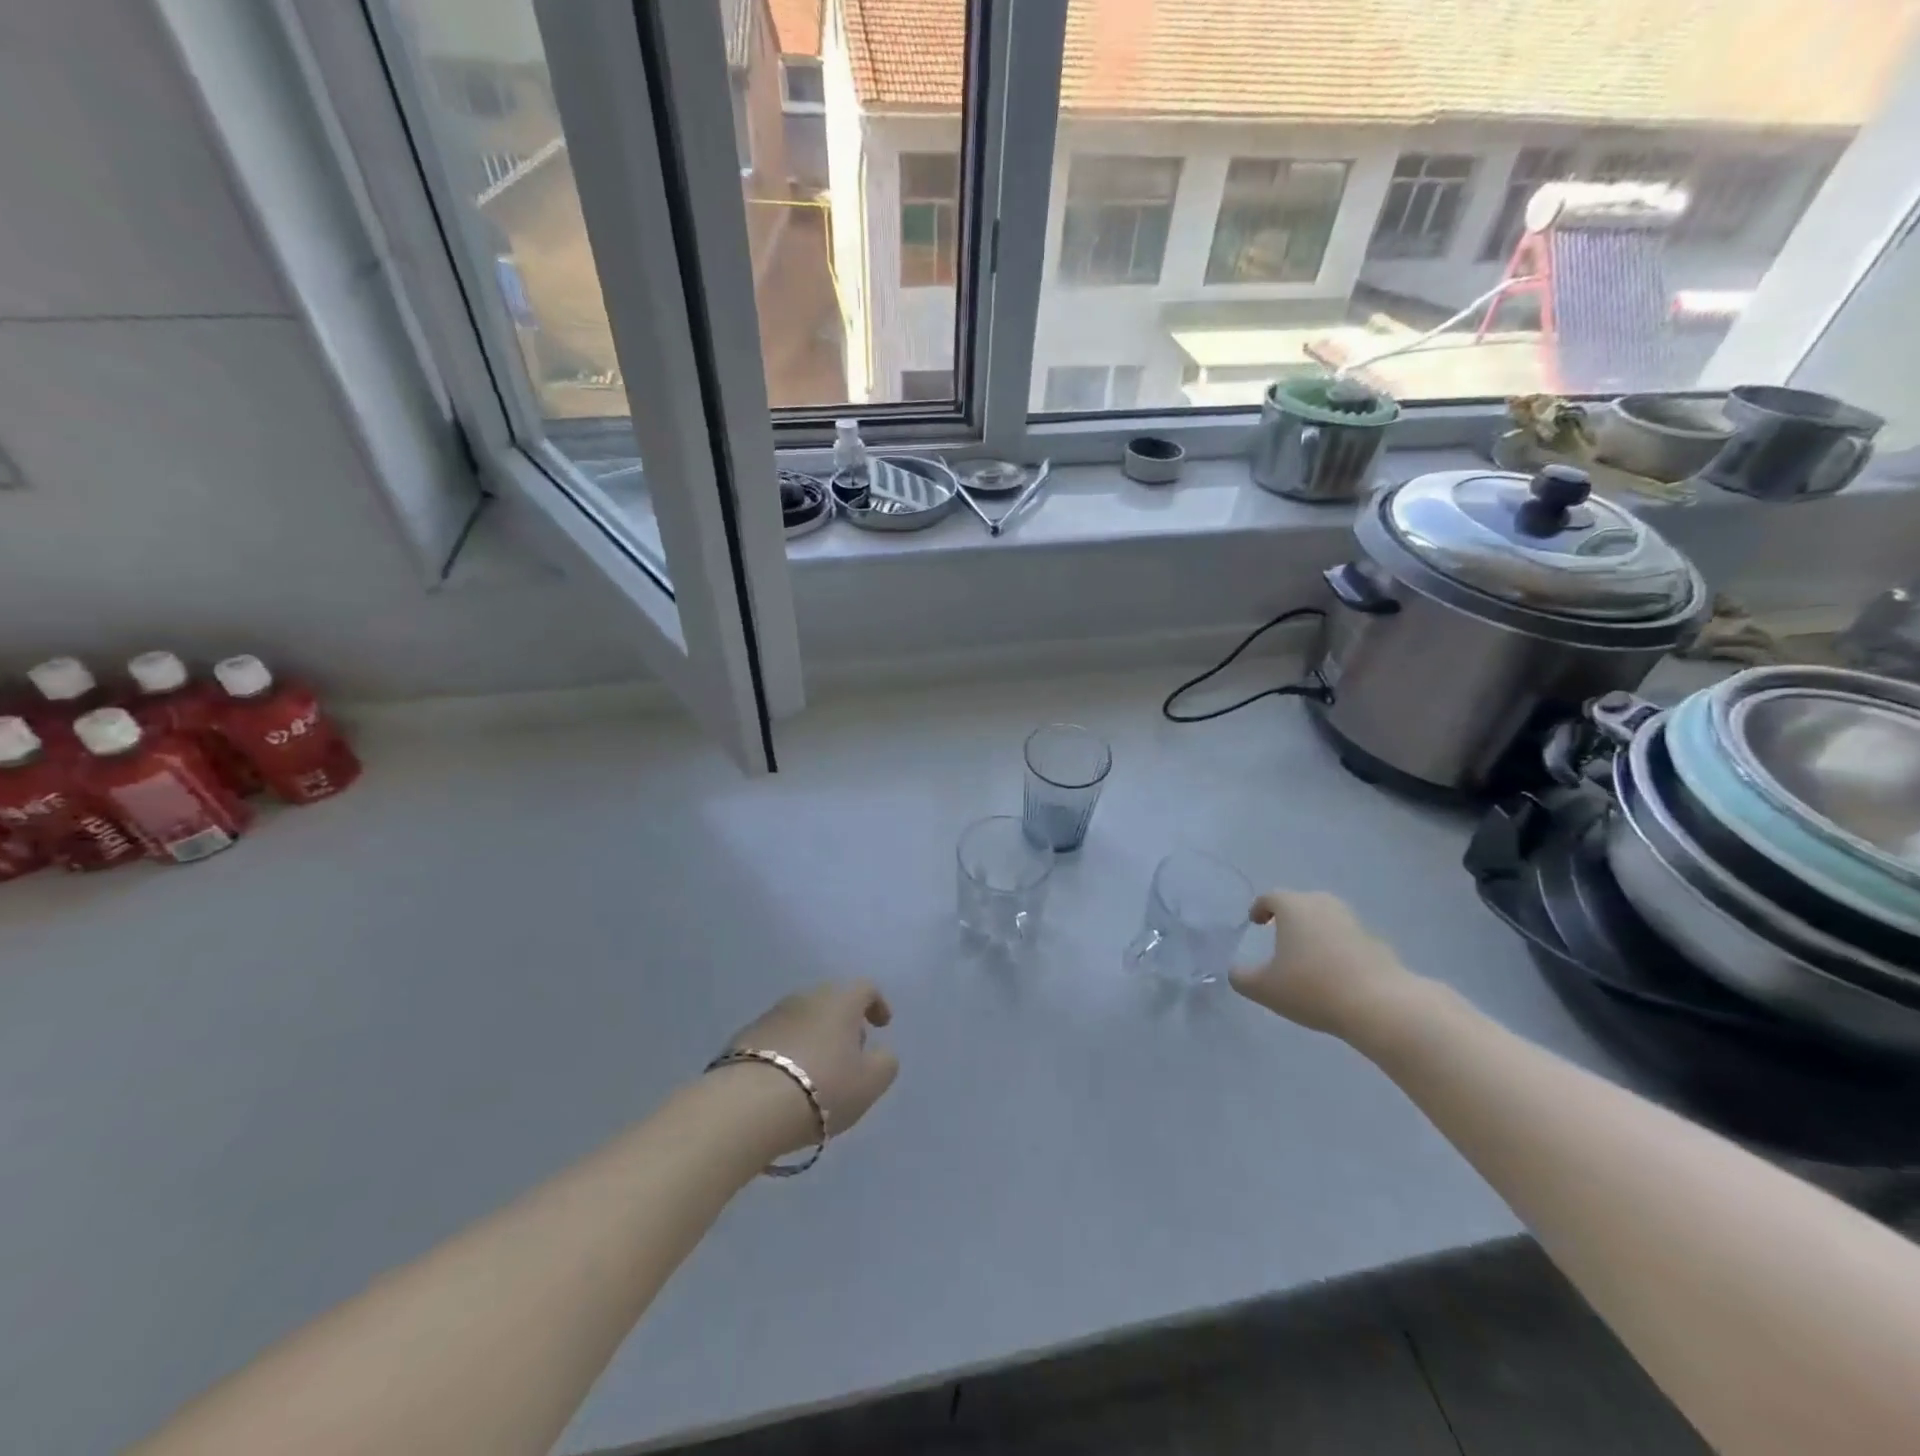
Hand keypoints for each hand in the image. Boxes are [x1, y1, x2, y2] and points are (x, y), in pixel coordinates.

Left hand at [722, 981, 899, 1152]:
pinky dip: (788, 1052)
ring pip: (802, 1019)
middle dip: (844, 1023)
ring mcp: (771, 1015)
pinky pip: (776, 1039)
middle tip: (850, 1052)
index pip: (865, 988)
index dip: (877, 1004)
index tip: (882, 1025)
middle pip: (831, 1001)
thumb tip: (880, 1052)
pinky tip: (787, 1082)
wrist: (748, 1105)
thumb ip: (885, 1062)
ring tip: (817, 1072)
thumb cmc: (822, 1088)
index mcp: (840, 1001)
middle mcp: (805, 998)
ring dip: (814, 1038)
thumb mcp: (870, 1082)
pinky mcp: (743, 1038)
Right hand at [1230, 890, 1421, 1037]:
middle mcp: (1324, 905)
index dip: (1259, 908)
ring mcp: (1353, 922)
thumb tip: (1235, 971)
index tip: (1254, 923)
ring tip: (1306, 957)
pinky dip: (1336, 949)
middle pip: (1300, 903)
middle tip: (1278, 937)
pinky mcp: (1376, 942)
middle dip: (1288, 918)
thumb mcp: (1264, 988)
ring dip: (1314, 933)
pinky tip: (1334, 974)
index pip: (1270, 897)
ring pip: (1326, 920)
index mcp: (1294, 906)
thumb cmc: (1312, 988)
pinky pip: (1347, 939)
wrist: (1380, 1006)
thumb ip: (1241, 977)